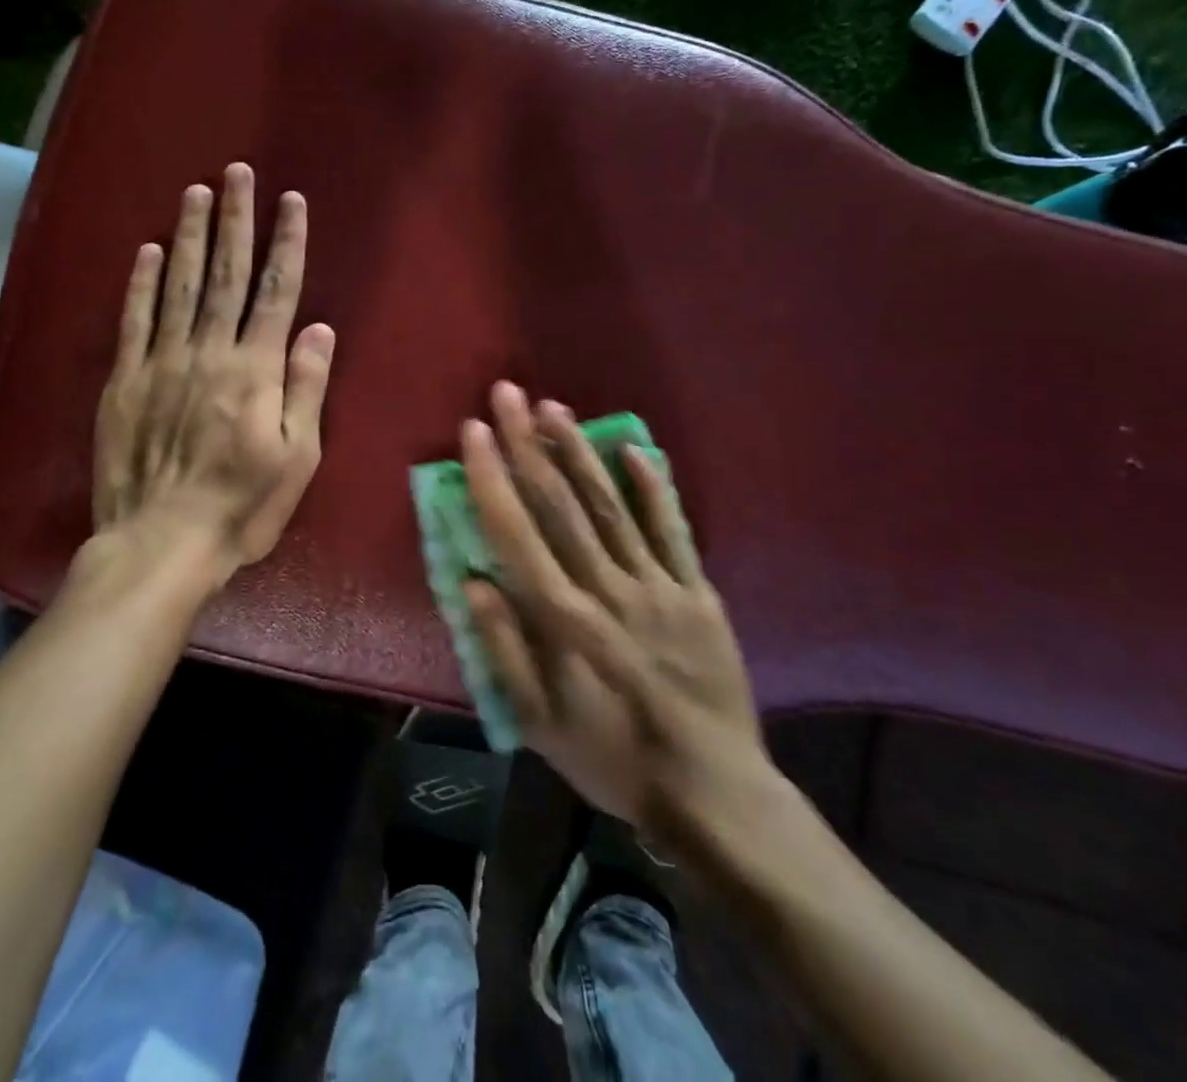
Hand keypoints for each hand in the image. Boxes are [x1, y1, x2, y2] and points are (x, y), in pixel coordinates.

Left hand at [92, 163, 335, 575]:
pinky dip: (140, 284)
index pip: (277, 292)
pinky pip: (134, 321)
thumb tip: (319, 329)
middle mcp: (210, 352)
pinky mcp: (125, 382)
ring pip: (179, 286)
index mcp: (256, 370)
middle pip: (226, 276)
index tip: (291, 201)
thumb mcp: (297, 457)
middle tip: (236, 173)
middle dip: (235, 221)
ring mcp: (163, 363)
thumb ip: (306, 388)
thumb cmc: (243, 506)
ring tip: (195, 193)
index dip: (286, 243)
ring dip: (189, 237)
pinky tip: (147, 251)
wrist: (162, 542)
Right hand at [461, 383, 776, 849]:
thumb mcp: (540, 723)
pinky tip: (634, 448)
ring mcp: (659, 586)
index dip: (492, 478)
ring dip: (579, 452)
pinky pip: (673, 530)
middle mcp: (608, 588)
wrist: (714, 793)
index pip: (517, 533)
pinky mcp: (697, 593)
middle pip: (560, 504)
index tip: (474, 432)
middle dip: (528, 444)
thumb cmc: (613, 758)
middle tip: (508, 394)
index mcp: (564, 620)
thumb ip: (504, 649)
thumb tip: (472, 580)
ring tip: (554, 408)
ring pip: (611, 505)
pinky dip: (654, 487)